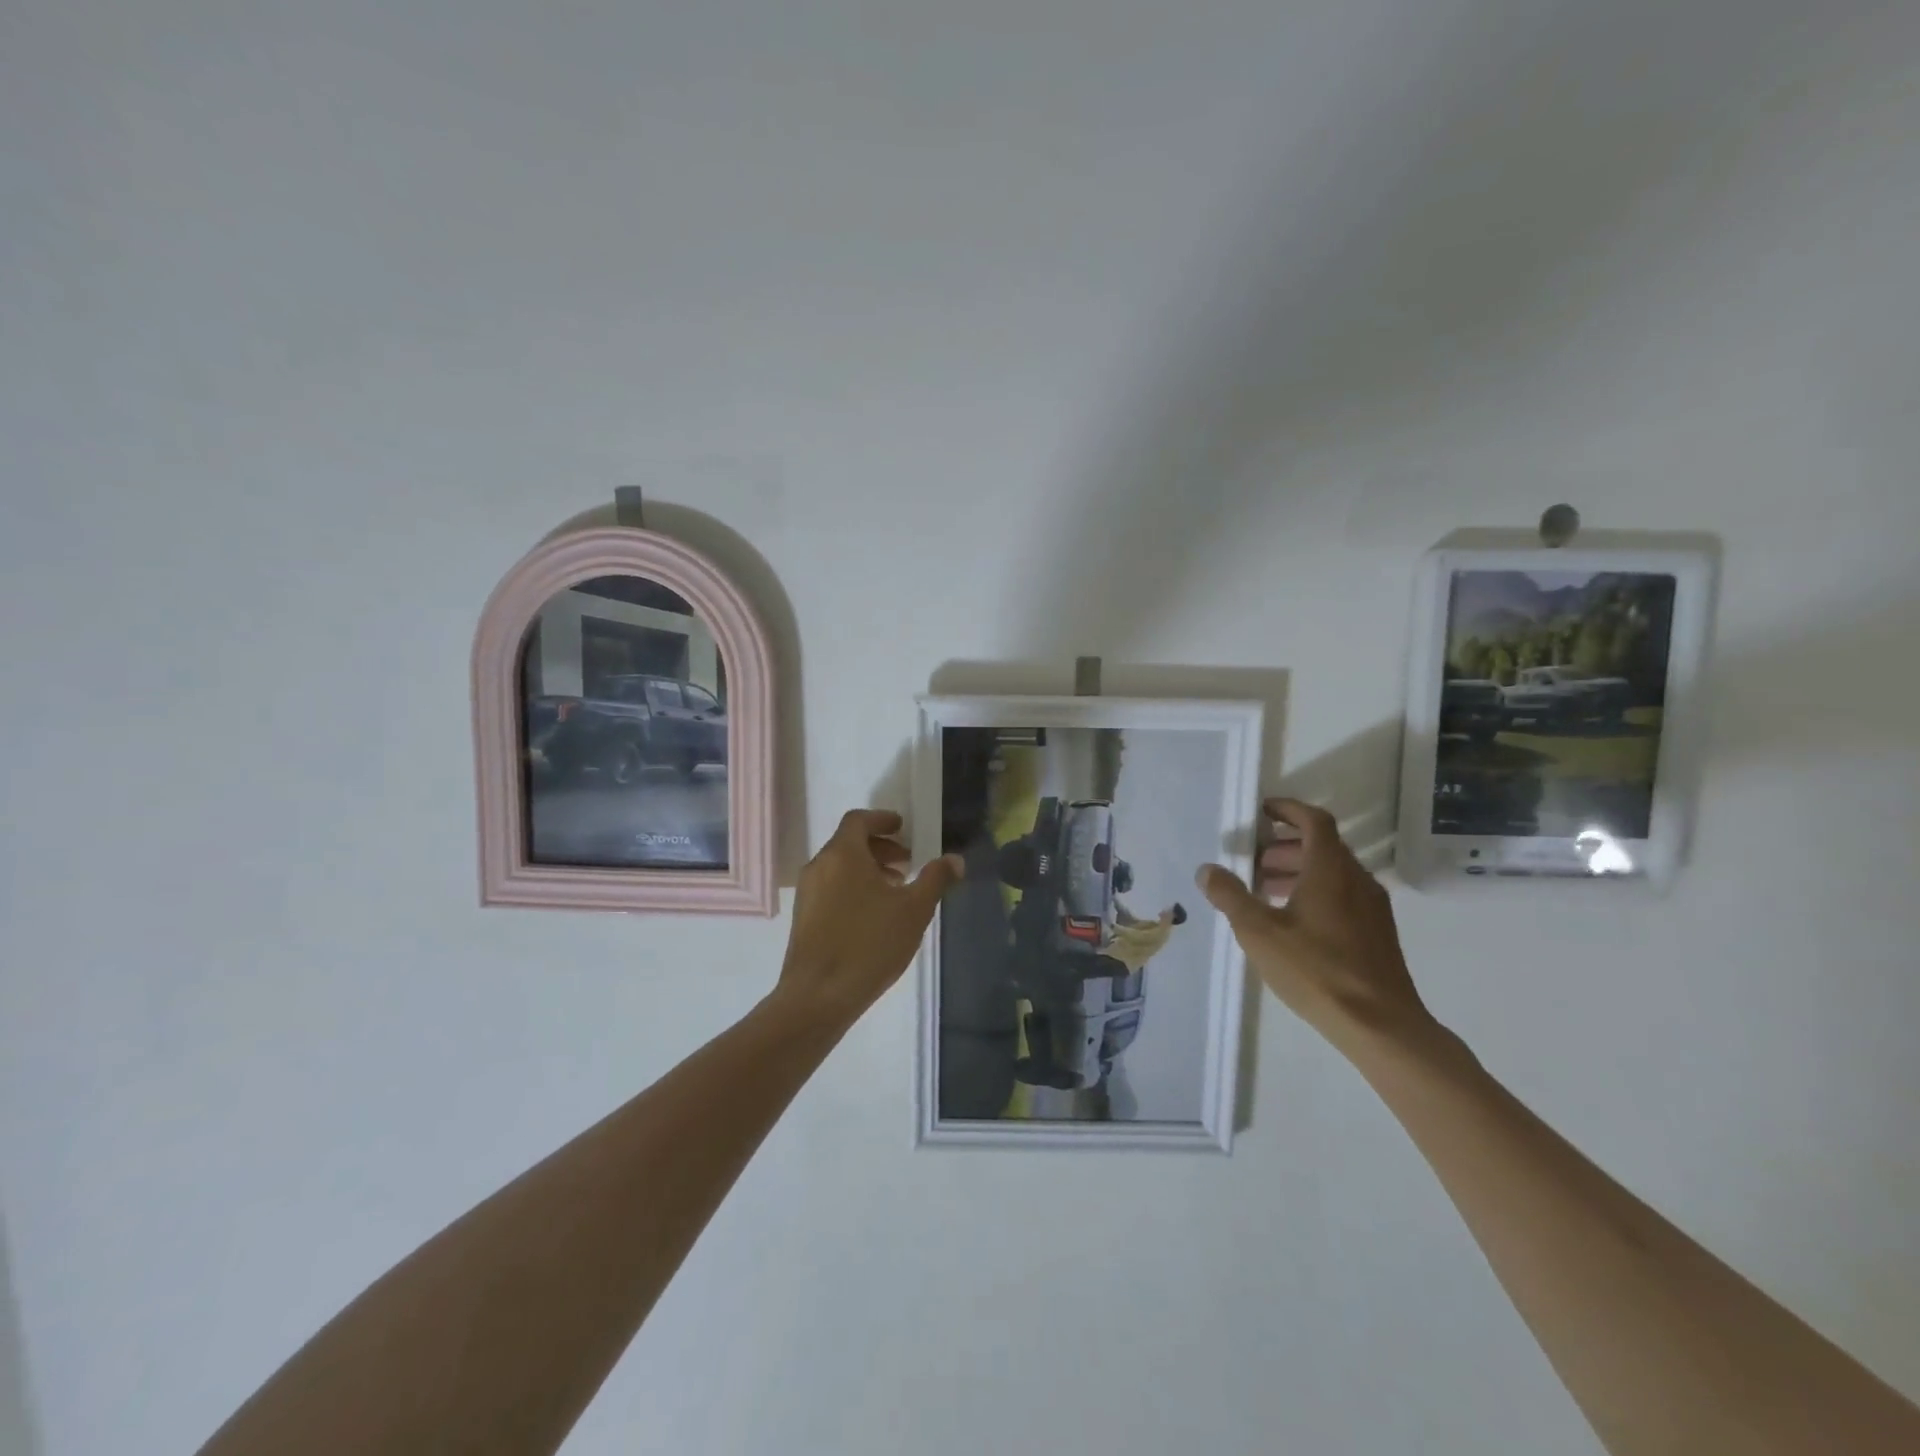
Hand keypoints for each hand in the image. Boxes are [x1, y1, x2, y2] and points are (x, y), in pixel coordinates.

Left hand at [774, 809, 963, 1025]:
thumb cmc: (869, 944)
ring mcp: (807, 893)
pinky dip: (853, 887)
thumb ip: (935, 879)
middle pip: (849, 843)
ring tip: (895, 891)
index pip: (859, 820)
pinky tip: (873, 916)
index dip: (882, 819)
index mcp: (843, 854)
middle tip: (907, 863)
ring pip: (840, 867)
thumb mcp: (913, 910)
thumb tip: (955, 859)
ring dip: (868, 870)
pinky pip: (831, 888)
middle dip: (880, 848)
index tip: (903, 827)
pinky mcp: (802, 918)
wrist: (817, 996)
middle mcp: (819, 866)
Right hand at [1197, 798, 1432, 1054]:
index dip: (1288, 810)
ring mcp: (1372, 907)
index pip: (1314, 821)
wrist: (1381, 1025)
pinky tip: (1294, 922)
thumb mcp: (1259, 932)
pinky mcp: (1378, 933)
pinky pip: (1344, 894)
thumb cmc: (1316, 970)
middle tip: (1255, 859)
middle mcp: (1357, 880)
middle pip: (1323, 846)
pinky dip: (1316, 891)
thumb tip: (1207, 869)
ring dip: (1300, 870)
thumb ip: (1230, 896)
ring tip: (1267, 890)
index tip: (1263, 812)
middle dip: (1286, 845)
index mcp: (1330, 870)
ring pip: (1334, 872)